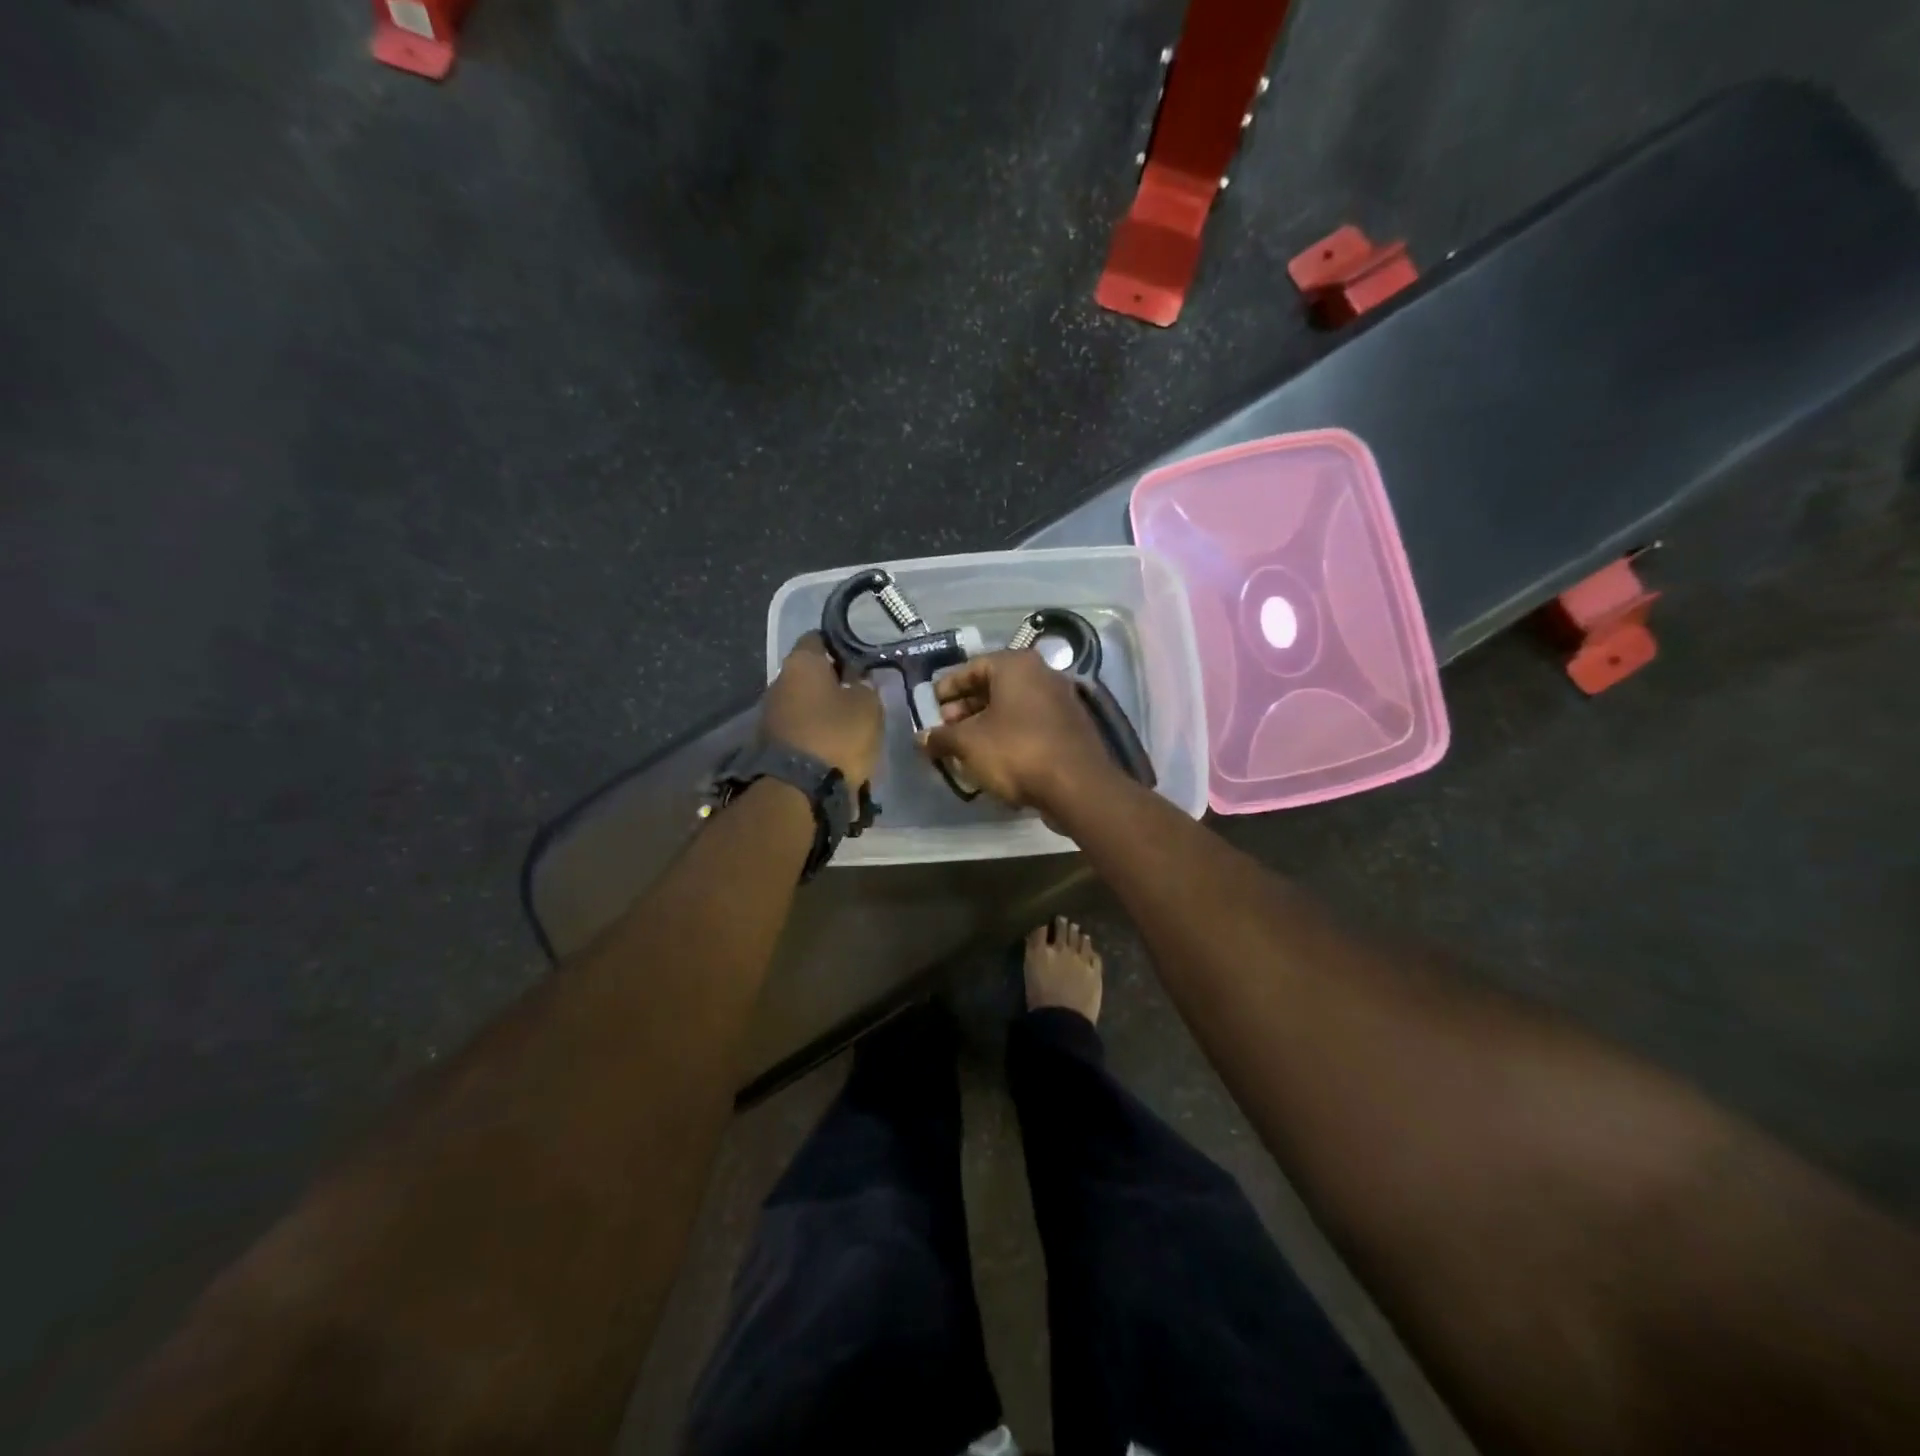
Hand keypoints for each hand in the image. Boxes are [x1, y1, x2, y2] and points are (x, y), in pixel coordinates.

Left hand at [762, 634, 883, 787]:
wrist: (798, 791)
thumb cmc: (837, 736)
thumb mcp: (869, 706)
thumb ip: (866, 686)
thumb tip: (858, 682)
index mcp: (802, 662)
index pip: (819, 638)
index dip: (842, 645)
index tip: (861, 657)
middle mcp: (779, 680)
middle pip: (810, 672)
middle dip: (833, 680)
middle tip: (860, 690)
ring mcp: (770, 713)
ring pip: (804, 701)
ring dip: (823, 708)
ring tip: (850, 721)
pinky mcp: (770, 742)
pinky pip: (799, 727)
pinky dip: (815, 730)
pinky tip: (834, 742)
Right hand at [917, 650, 1117, 813]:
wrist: (1077, 786)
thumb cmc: (1016, 751)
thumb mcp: (967, 744)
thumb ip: (941, 737)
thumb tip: (922, 739)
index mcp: (1016, 665)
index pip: (972, 667)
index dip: (947, 687)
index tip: (931, 707)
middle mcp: (1042, 674)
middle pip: (994, 687)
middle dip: (965, 708)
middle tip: (946, 730)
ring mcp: (1062, 701)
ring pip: (1013, 708)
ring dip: (986, 725)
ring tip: (965, 749)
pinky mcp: (1071, 728)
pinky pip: (1031, 725)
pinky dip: (1009, 736)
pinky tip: (994, 760)